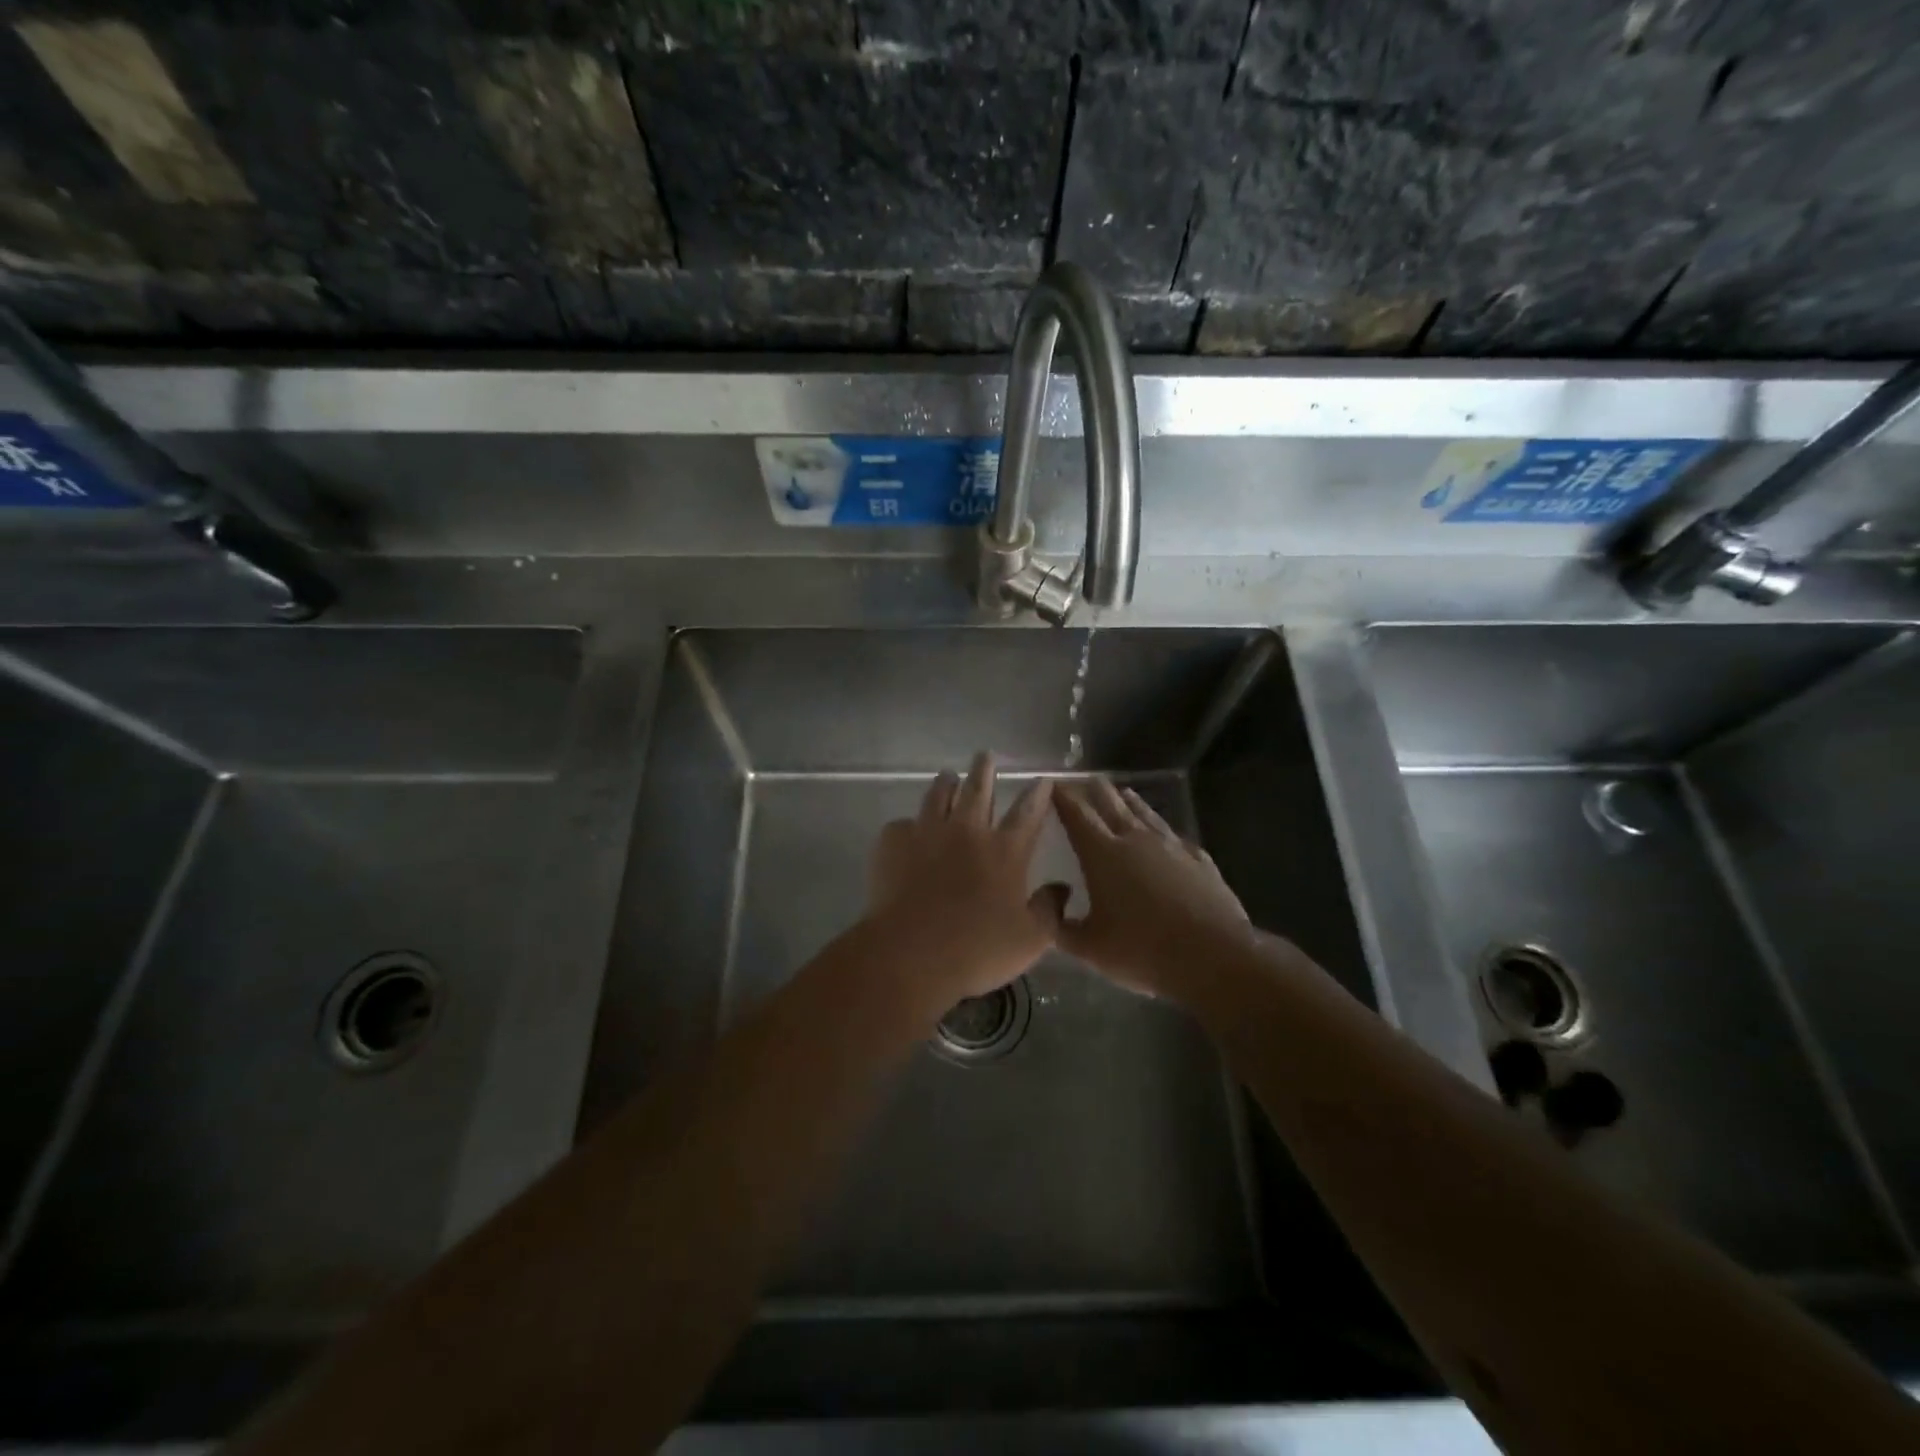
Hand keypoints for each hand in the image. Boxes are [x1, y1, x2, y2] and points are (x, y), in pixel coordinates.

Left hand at [866, 753, 1066, 1009]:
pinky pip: (901, 825)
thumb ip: (1050, 911)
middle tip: (985, 755)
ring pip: (938, 795)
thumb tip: (1062, 889)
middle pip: (978, 789)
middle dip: (985, 769)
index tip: (1042, 778)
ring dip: (945, 783)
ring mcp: (927, 832)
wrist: (911, 953)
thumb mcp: (1030, 940)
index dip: (1037, 794)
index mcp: (1005, 851)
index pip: (1027, 812)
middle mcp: (967, 831)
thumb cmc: (977, 949)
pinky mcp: (893, 843)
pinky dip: (908, 826)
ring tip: (947, 775)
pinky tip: (907, 831)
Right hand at [1053, 778, 1251, 998]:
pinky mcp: (1199, 861)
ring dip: (1131, 801)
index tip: (1054, 785)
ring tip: (1123, 792)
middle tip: (1086, 780)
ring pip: (1146, 814)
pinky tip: (1167, 835)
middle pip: (1112, 804)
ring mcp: (1172, 847)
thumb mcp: (1089, 948)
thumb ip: (1059, 926)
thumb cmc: (1143, 950)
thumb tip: (1044, 905)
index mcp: (1103, 854)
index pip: (1078, 815)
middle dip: (1096, 790)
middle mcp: (1136, 840)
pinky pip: (1175, 837)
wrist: (1214, 956)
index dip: (1063, 797)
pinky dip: (1163, 830)